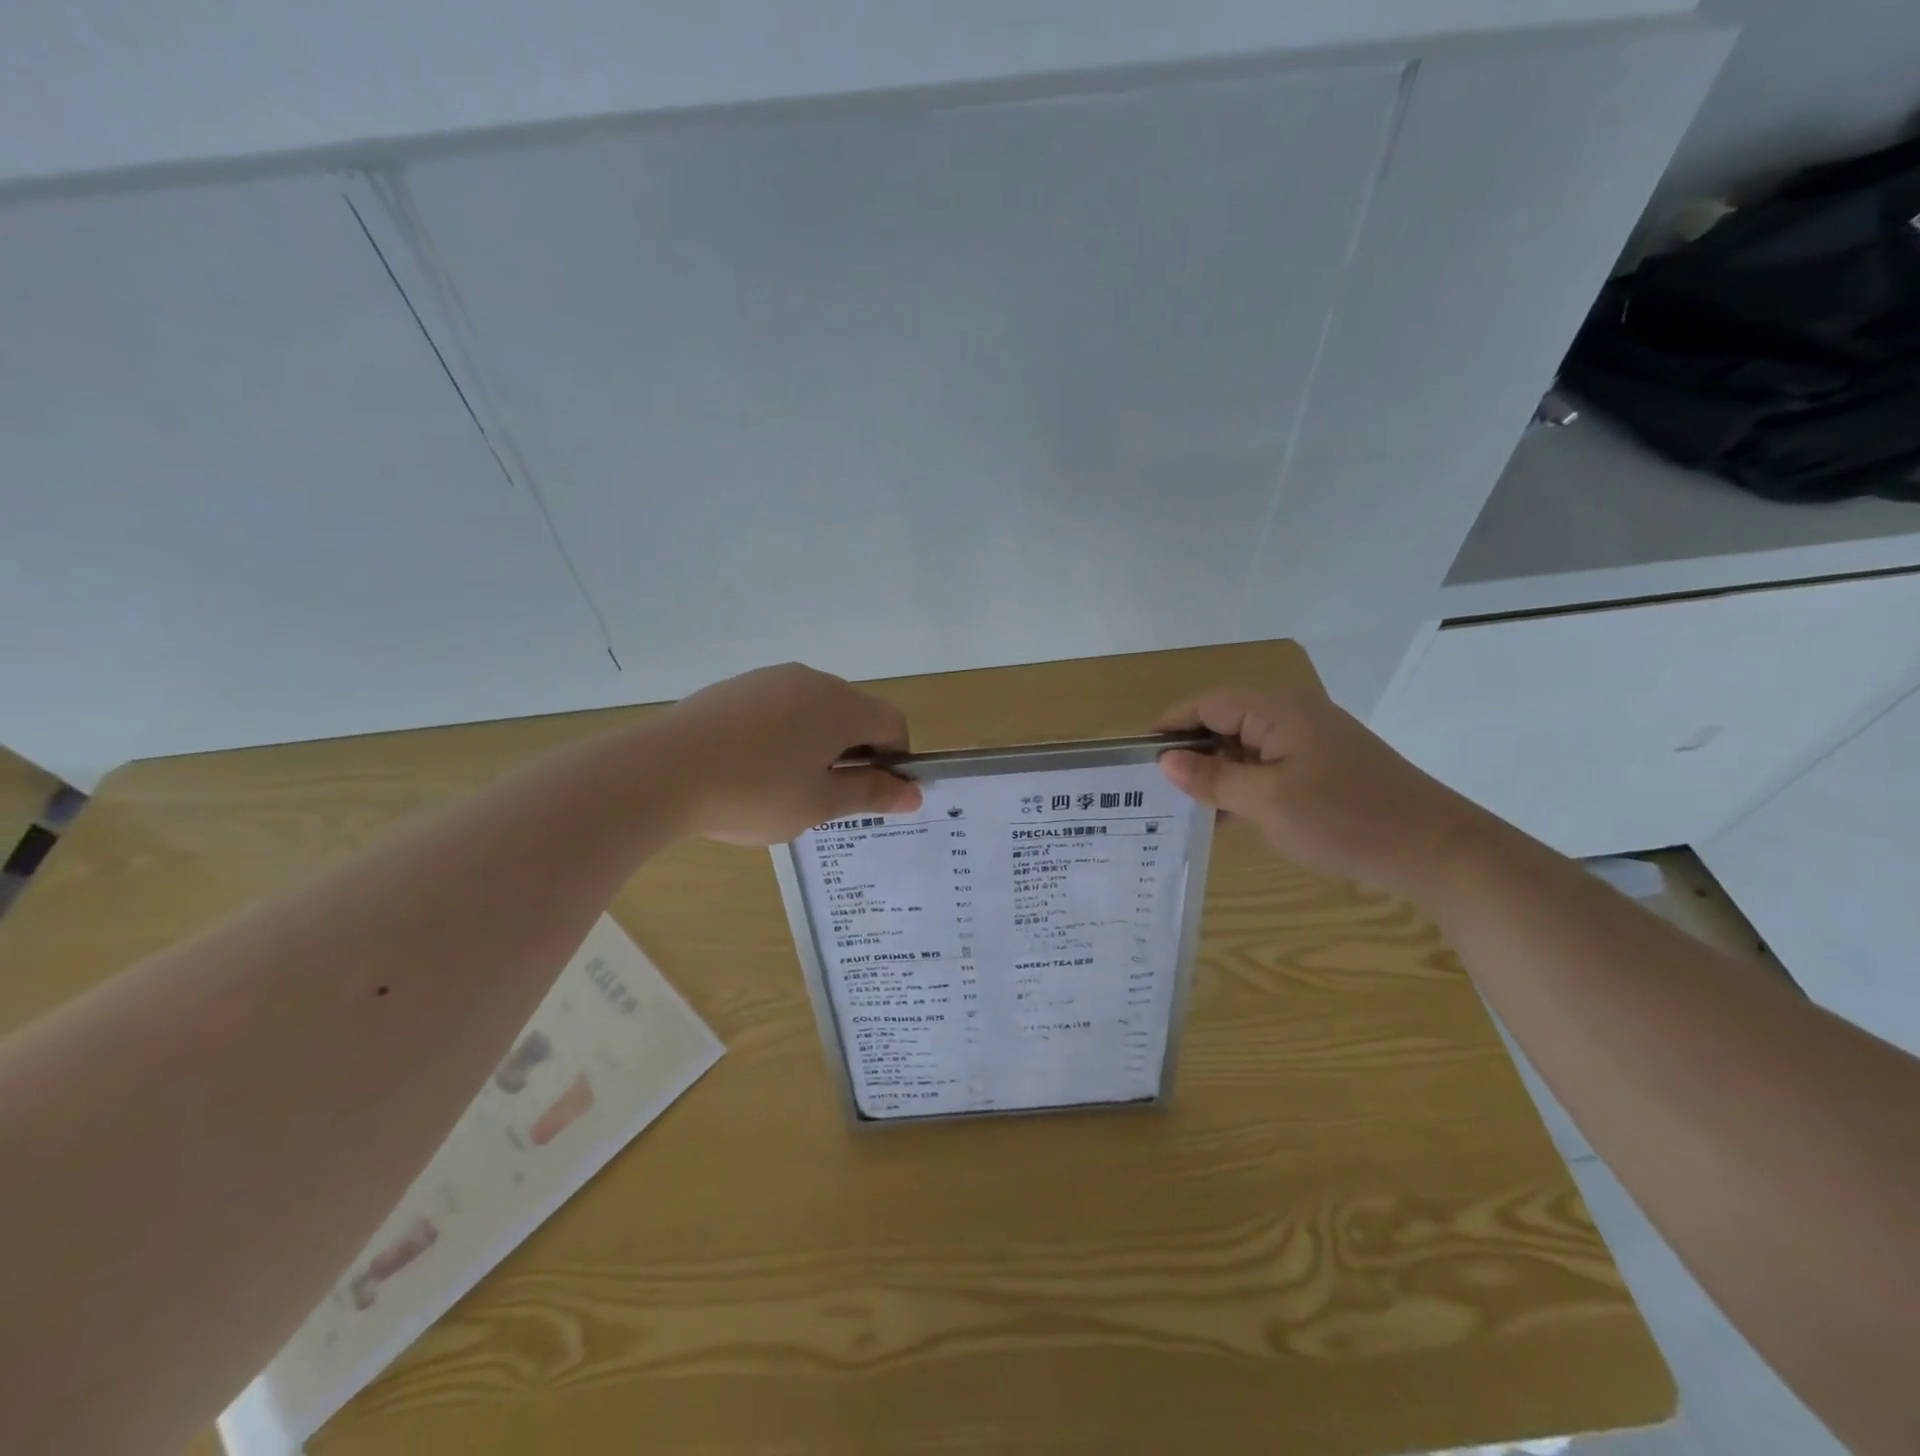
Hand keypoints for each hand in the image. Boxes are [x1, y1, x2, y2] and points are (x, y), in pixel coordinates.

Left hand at [659, 664, 922, 844]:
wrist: (661, 772)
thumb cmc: (754, 792)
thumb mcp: (819, 804)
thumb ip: (871, 794)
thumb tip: (915, 792)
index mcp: (841, 705)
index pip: (893, 723)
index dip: (895, 759)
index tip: (872, 793)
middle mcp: (812, 680)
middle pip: (854, 713)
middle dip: (854, 752)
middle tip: (827, 795)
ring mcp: (770, 678)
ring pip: (814, 710)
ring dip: (817, 743)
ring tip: (784, 784)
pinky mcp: (736, 687)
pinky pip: (778, 707)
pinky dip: (782, 733)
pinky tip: (751, 766)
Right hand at [1156, 681, 1491, 898]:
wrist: (1438, 853)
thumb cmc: (1345, 820)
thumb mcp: (1266, 802)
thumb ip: (1212, 779)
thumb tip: (1166, 761)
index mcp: (1279, 710)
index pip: (1208, 703)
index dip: (1170, 725)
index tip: (1136, 755)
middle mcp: (1294, 716)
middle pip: (1225, 722)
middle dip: (1190, 752)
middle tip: (1154, 789)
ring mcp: (1313, 743)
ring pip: (1246, 748)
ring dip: (1216, 774)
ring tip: (1182, 807)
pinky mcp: (1326, 769)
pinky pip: (1269, 768)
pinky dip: (1244, 787)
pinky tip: (1224, 818)